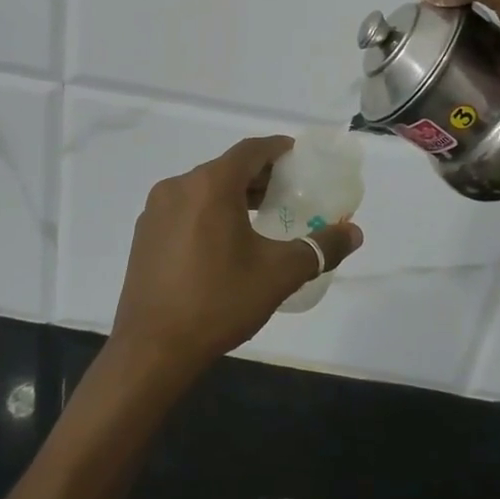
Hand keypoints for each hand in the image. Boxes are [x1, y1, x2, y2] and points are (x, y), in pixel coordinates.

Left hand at [108, 136, 363, 383]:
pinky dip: (209, 211)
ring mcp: (156, 210)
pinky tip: (224, 241)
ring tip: (261, 216)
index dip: (278, 149)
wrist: (153, 349)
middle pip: (226, 167)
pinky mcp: (145, 234)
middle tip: (288, 191)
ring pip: (203, 188)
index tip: (298, 158)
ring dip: (233, 194)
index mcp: (210, 185)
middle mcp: (178, 186)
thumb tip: (354, 232)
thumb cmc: (219, 301)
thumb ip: (320, 248)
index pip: (250, 150)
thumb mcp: (279, 274)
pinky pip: (184, 208)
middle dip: (259, 175)